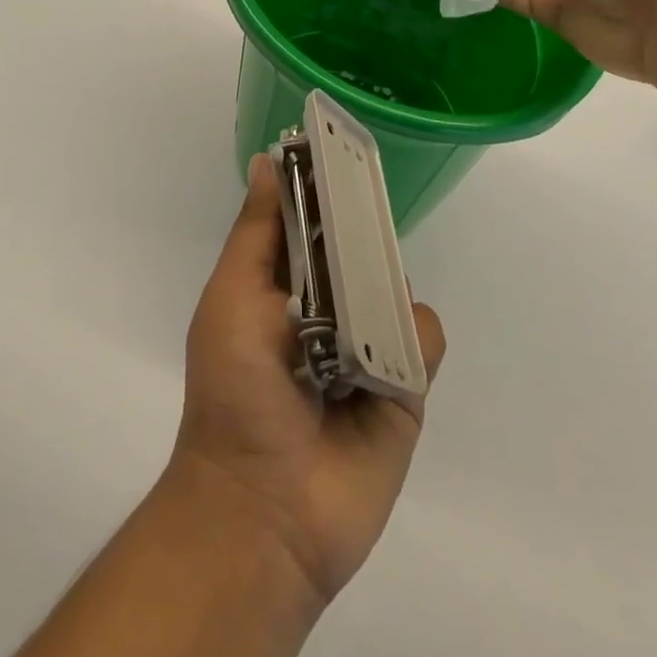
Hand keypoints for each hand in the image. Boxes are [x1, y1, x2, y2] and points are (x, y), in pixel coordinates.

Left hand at [166, 157, 446, 605]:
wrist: (263, 511)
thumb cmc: (236, 391)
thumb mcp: (233, 298)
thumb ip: (257, 231)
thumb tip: (267, 161)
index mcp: (284, 284)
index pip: (312, 219)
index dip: (325, 184)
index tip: (342, 145)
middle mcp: (328, 306)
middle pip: (359, 244)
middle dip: (363, 226)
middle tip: (366, 209)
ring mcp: (368, 344)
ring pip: (395, 283)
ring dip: (383, 285)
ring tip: (358, 313)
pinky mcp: (404, 385)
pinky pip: (424, 337)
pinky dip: (412, 339)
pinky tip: (385, 360)